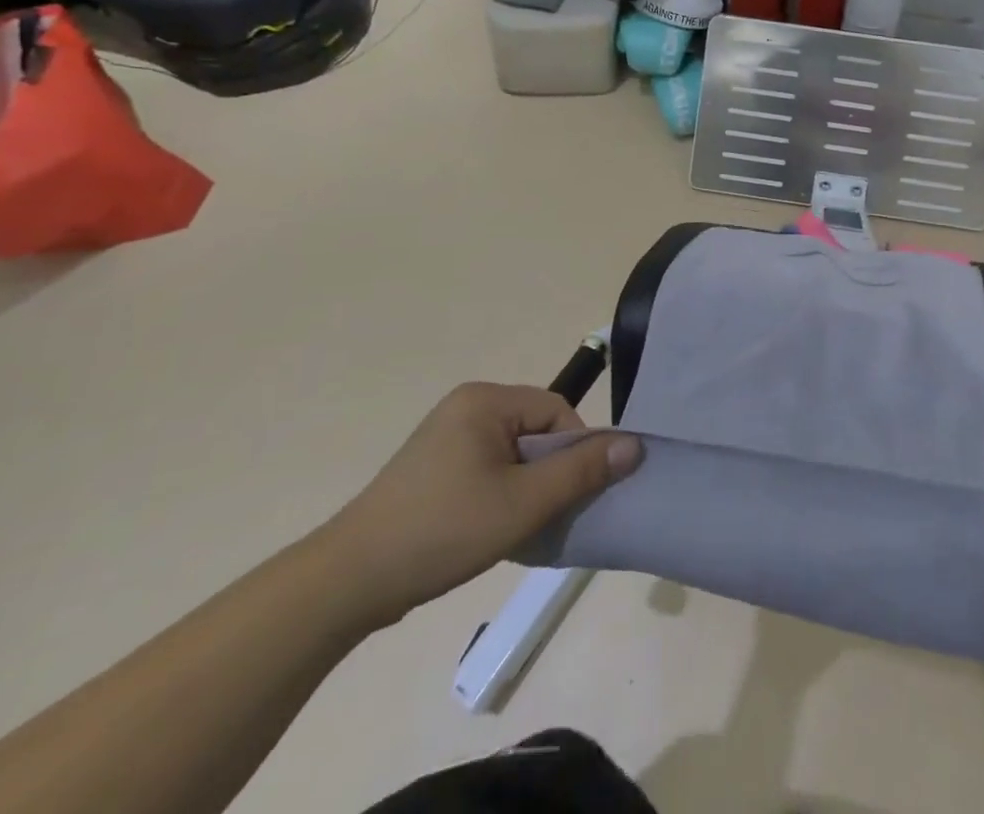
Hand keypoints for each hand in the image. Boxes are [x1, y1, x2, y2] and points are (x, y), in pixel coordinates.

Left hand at [318, 383, 641, 628]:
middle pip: (536, 430)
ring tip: (517, 527)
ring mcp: (445, 435)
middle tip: (544, 516)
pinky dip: (500, 493)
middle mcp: (466, 405)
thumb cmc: (443, 531)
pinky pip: (488, 467)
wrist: (348, 583)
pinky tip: (490, 528)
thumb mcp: (522, 504)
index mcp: (486, 400)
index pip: (557, 412)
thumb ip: (581, 472)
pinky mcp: (432, 466)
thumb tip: (635, 445)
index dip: (574, 452)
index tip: (568, 497)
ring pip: (514, 453)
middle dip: (549, 472)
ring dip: (526, 487)